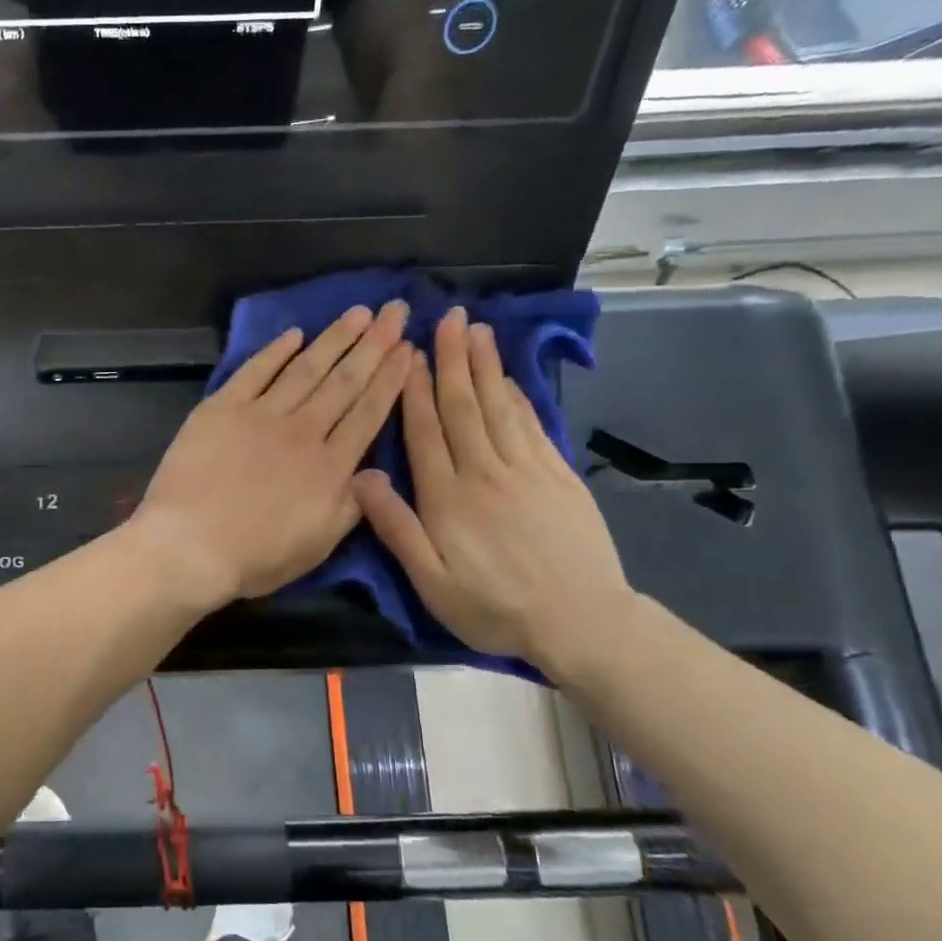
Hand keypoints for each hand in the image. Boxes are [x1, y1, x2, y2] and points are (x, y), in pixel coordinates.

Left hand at [131, 302, 412, 607]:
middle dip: (374, 344)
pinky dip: (275, 351)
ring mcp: (259, 415)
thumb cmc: (255, 556)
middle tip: (395, 310)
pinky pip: (254, 372)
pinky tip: (294, 334)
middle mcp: (302, 430)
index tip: (409, 348)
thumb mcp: (319, 545)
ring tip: (358, 312)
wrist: (188, 546)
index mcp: (329, 466)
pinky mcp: (221, 409)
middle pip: (345, 381)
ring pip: (306, 368)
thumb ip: (352, 505)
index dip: (391, 378)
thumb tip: (376, 470)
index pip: (368, 412)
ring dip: (334, 338)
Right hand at [351, 307, 635, 677]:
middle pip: (464, 407)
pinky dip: (518, 398)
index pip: (426, 431)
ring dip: (486, 367)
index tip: (410, 353)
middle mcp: (485, 472)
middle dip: (453, 360)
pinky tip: (510, 380)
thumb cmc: (494, 606)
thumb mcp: (431, 581)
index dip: (416, 390)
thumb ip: (395, 527)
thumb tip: (361, 476)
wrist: (581, 622)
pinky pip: (532, 427)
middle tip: (448, 318)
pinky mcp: (559, 478)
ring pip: (499, 408)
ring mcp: (527, 471)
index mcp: (447, 496)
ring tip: (478, 330)